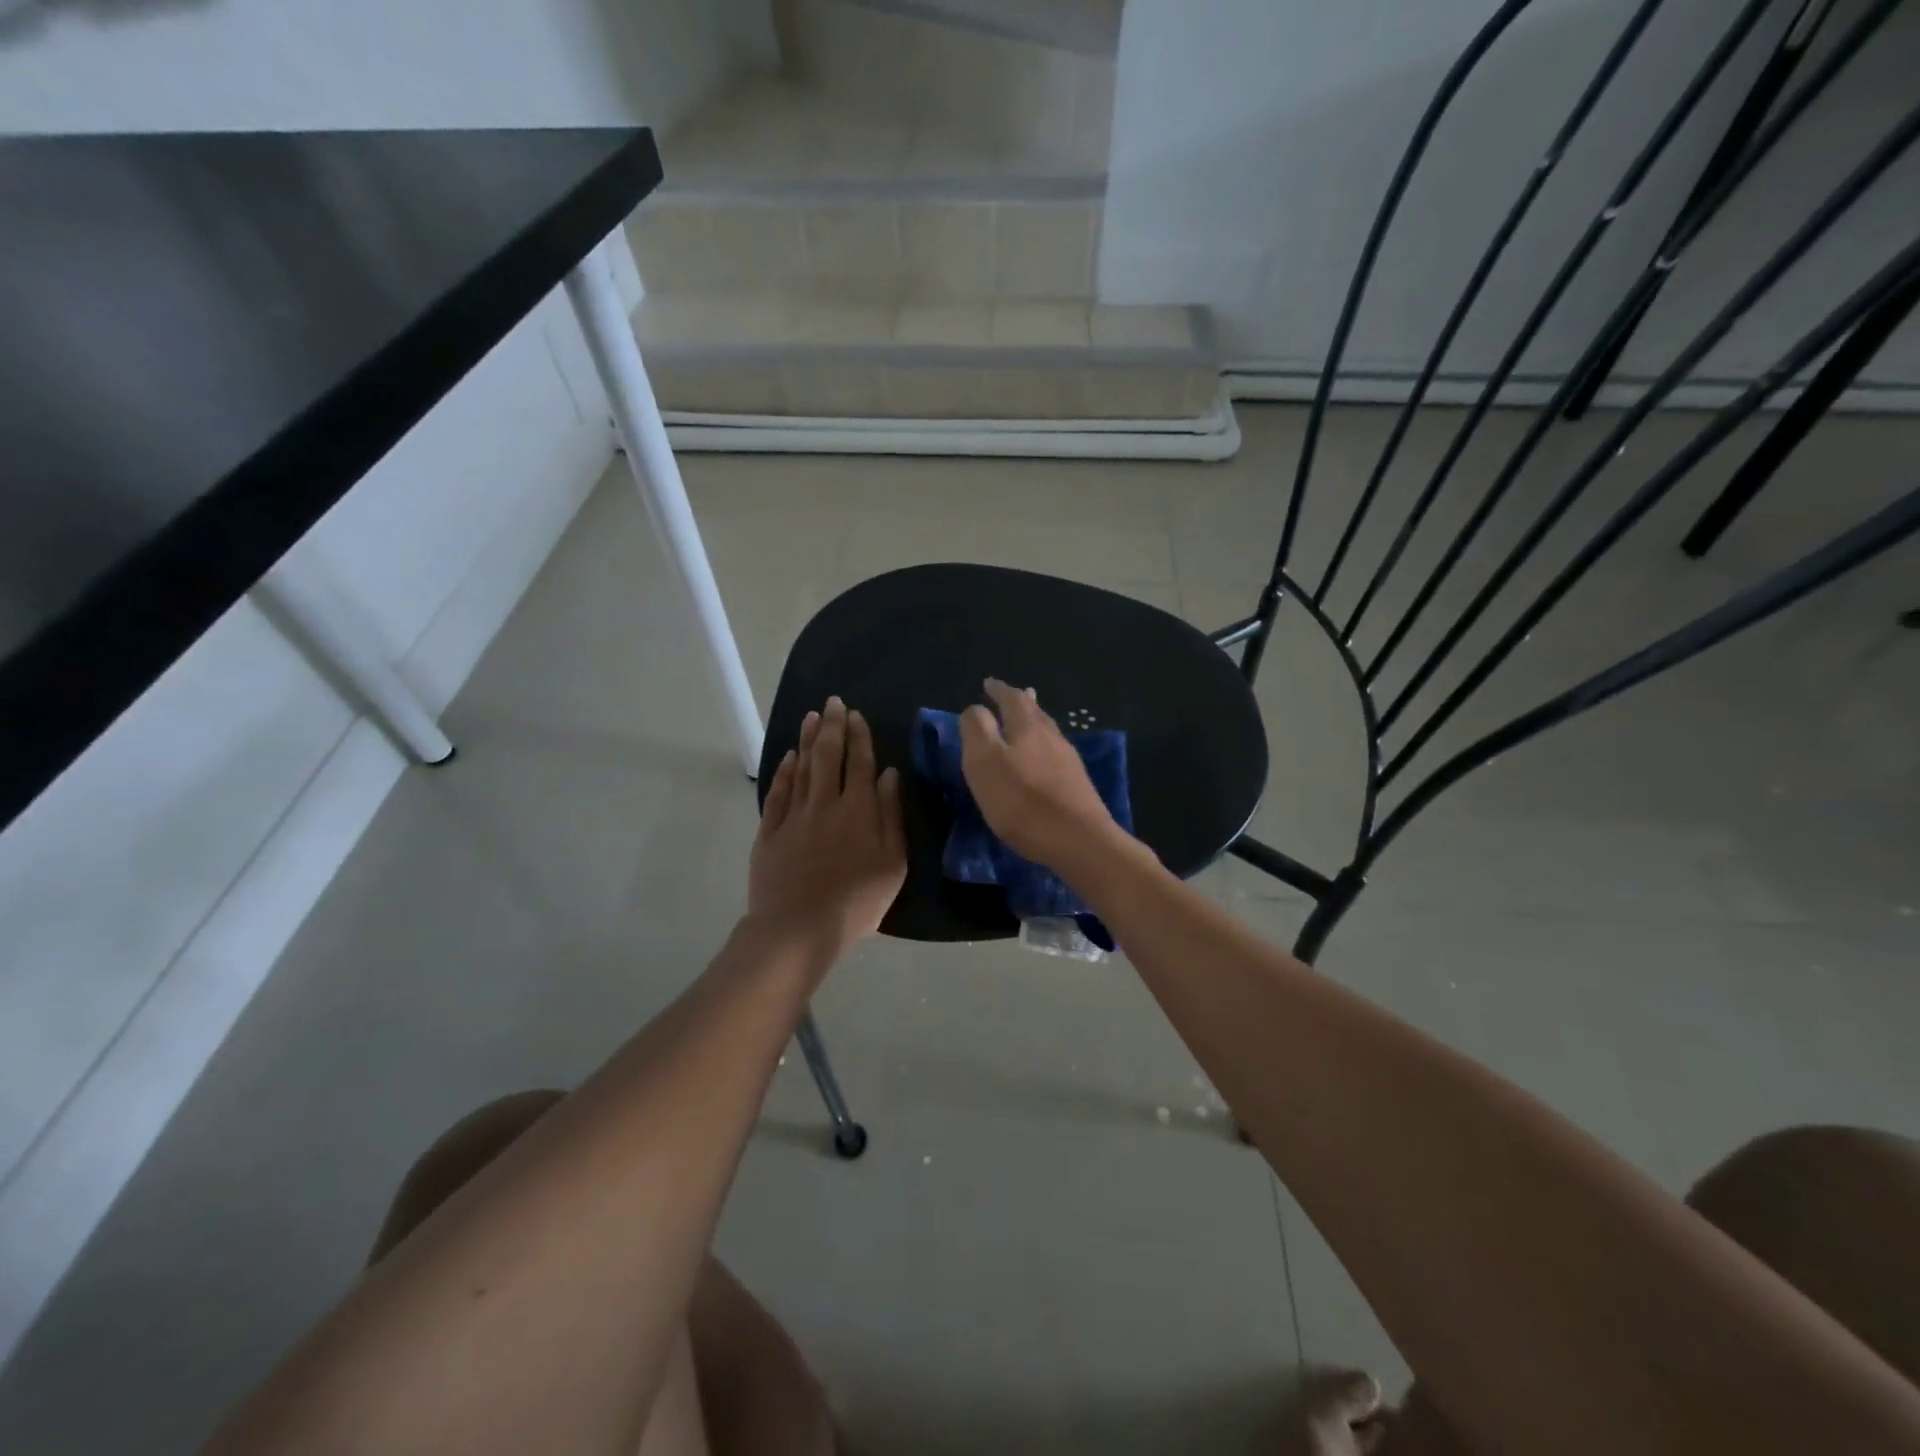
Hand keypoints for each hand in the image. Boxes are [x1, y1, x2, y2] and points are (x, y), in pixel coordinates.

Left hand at [749, 696, 906, 958]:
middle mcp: (826, 803)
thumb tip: (888, 774)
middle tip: (833, 702)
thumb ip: (891, 815)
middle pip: (828, 756)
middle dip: (832, 726)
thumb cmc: (857, 901)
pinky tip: (789, 757)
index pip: (860, 763)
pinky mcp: (770, 831)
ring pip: (802, 767)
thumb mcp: (892, 863)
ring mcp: (795, 815)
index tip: (856, 715)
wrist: (799, 927)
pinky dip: (785, 771)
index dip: (859, 737)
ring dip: (808, 739)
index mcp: (859, 810)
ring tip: (812, 716)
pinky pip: (779, 792)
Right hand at [958, 678, 1120, 869]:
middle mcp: (1052, 737)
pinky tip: (1042, 760)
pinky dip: (1042, 748)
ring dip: (1033, 724)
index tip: (988, 683)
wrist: (1079, 840)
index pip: (1011, 698)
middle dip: (1020, 703)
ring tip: (1025, 723)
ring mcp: (1069, 761)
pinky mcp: (1078, 785)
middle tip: (1010, 696)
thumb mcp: (984, 762)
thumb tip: (976, 710)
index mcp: (1027, 727)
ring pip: (1048, 733)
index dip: (998, 690)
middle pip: (1035, 713)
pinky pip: (1055, 755)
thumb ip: (977, 730)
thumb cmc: (1023, 801)